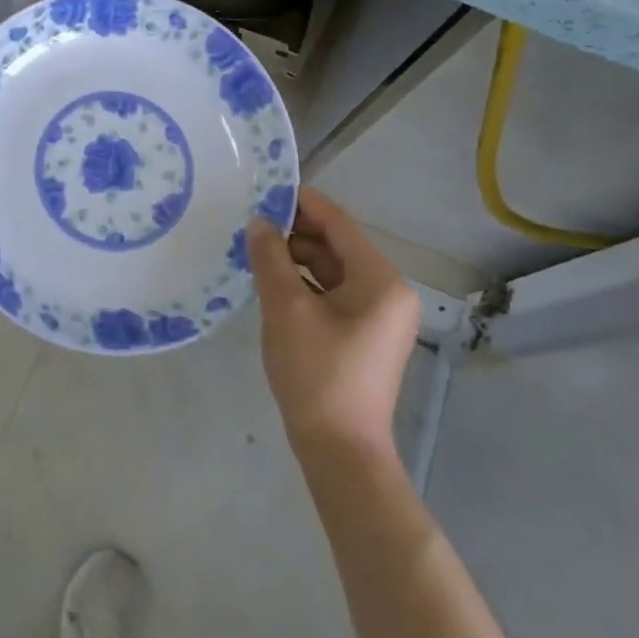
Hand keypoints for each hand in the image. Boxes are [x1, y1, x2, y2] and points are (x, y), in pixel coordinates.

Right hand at [248, 187, 421, 455]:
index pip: (338, 224)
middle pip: (336, 245)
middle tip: (250, 222)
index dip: (301, 202)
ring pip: (332, 270)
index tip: (264, 188)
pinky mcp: (364, 334)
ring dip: (295, 258)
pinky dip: (304, 283)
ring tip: (254, 249)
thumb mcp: (285, 309)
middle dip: (294, 232)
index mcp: (380, 280)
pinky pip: (332, 293)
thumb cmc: (316, 374)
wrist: (339, 449)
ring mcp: (378, 315)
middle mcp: (388, 291)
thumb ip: (270, 258)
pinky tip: (271, 281)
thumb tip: (258, 221)